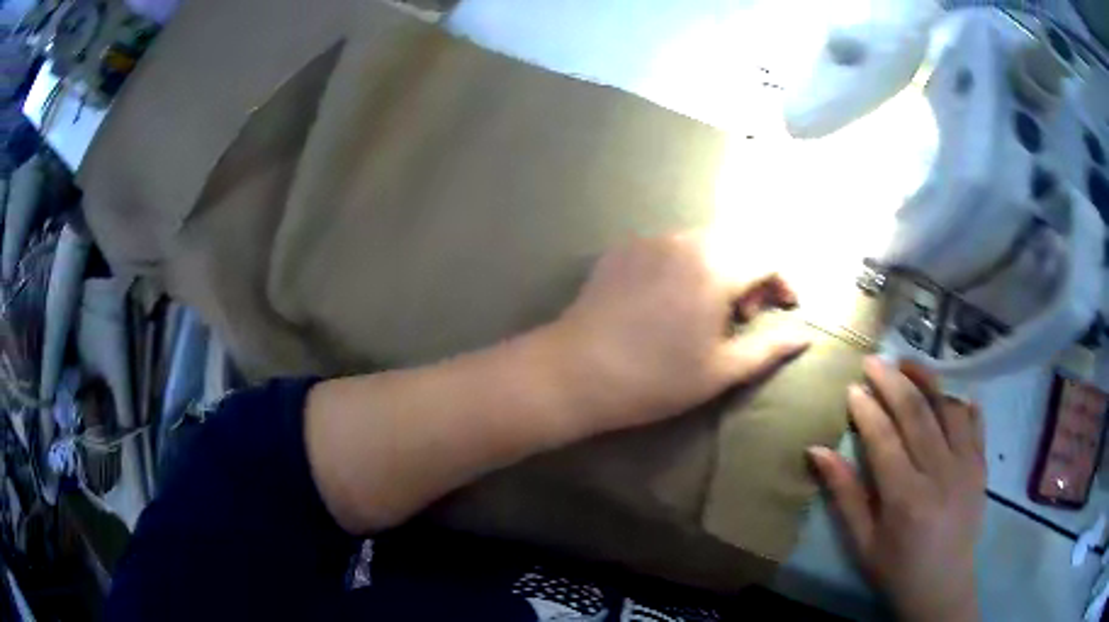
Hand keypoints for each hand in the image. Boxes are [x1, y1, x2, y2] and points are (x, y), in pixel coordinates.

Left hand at [547, 232, 809, 432]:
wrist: (575, 373)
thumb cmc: (654, 379)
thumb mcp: (721, 370)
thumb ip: (769, 348)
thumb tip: (805, 335)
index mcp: (715, 266)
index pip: (769, 253)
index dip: (784, 278)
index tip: (783, 308)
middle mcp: (684, 240)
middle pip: (738, 240)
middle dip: (754, 272)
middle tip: (744, 314)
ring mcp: (649, 239)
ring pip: (705, 240)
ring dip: (722, 265)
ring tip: (708, 309)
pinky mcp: (623, 248)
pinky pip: (671, 245)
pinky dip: (688, 263)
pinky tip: (672, 300)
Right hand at [809, 358, 984, 621]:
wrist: (943, 586)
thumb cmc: (897, 568)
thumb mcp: (863, 542)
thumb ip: (844, 495)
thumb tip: (817, 451)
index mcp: (905, 497)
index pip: (884, 438)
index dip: (867, 409)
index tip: (852, 388)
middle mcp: (940, 473)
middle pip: (917, 412)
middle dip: (892, 381)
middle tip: (874, 361)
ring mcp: (966, 465)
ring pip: (947, 407)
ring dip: (927, 380)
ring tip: (908, 364)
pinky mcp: (981, 464)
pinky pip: (975, 420)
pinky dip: (961, 400)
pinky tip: (948, 391)